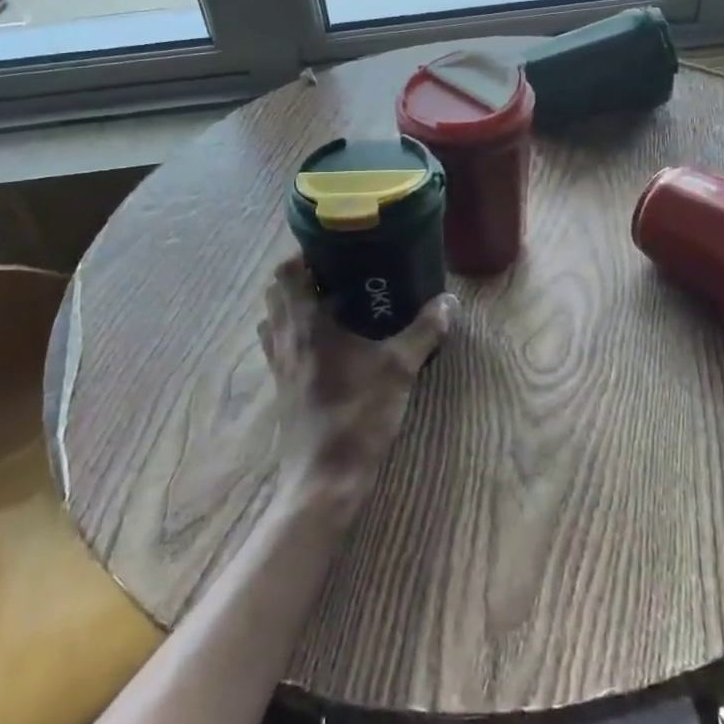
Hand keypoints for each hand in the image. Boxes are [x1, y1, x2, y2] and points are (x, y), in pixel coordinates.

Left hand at [258, 257, 454, 502]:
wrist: (323, 480)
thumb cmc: (357, 416)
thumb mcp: (398, 370)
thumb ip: (424, 331)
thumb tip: (448, 301)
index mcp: (306, 324)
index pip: (286, 271)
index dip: (302, 252)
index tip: (332, 244)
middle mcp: (284, 337)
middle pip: (277, 290)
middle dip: (301, 274)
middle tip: (338, 269)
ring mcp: (278, 364)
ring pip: (274, 317)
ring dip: (294, 302)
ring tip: (330, 299)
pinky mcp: (281, 386)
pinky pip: (279, 343)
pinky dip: (293, 331)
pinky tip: (326, 341)